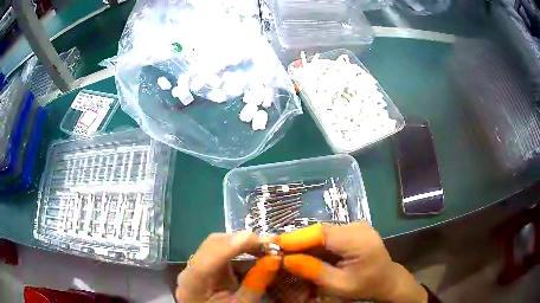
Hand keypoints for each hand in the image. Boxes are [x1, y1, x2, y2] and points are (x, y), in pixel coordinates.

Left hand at [176, 231, 280, 302]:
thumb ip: (255, 284)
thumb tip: (274, 258)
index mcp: (193, 284)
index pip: (209, 258)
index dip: (232, 246)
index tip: (259, 240)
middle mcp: (189, 269)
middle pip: (212, 245)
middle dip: (241, 240)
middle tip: (270, 244)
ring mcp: (196, 263)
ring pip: (216, 242)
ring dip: (241, 241)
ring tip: (264, 246)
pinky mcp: (204, 262)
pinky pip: (219, 247)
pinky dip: (237, 246)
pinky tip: (252, 249)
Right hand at [277, 222, 427, 302]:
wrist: (386, 279)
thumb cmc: (366, 285)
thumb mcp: (340, 285)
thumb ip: (314, 272)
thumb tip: (286, 260)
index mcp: (359, 240)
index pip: (322, 233)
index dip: (296, 238)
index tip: (274, 245)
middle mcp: (357, 227)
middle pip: (320, 231)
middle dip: (297, 241)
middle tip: (275, 251)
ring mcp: (355, 226)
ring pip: (322, 232)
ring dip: (304, 243)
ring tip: (285, 253)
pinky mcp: (352, 229)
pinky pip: (328, 235)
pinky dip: (314, 244)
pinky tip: (303, 253)